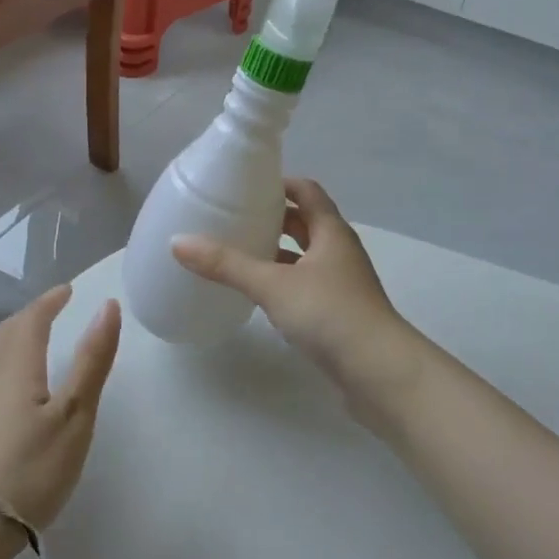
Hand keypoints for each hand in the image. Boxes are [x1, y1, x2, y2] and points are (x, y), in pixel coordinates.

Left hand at [0, 285, 120, 531]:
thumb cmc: (28, 469)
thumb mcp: (74, 416)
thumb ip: (92, 360)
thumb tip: (107, 305)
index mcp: (15, 363)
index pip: (32, 318)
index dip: (50, 301)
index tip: (66, 291)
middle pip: (5, 333)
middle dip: (28, 318)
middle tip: (48, 313)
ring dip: (5, 339)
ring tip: (19, 342)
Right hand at [172, 179, 427, 415]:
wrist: (379, 373)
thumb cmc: (329, 314)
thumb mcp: (272, 284)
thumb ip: (226, 264)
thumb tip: (178, 242)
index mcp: (331, 231)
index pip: (307, 191)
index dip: (280, 184)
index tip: (247, 185)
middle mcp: (339, 251)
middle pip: (306, 222)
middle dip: (274, 218)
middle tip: (235, 217)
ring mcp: (342, 284)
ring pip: (305, 256)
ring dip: (278, 251)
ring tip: (240, 252)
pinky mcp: (339, 314)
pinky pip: (306, 285)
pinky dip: (284, 282)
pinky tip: (260, 294)